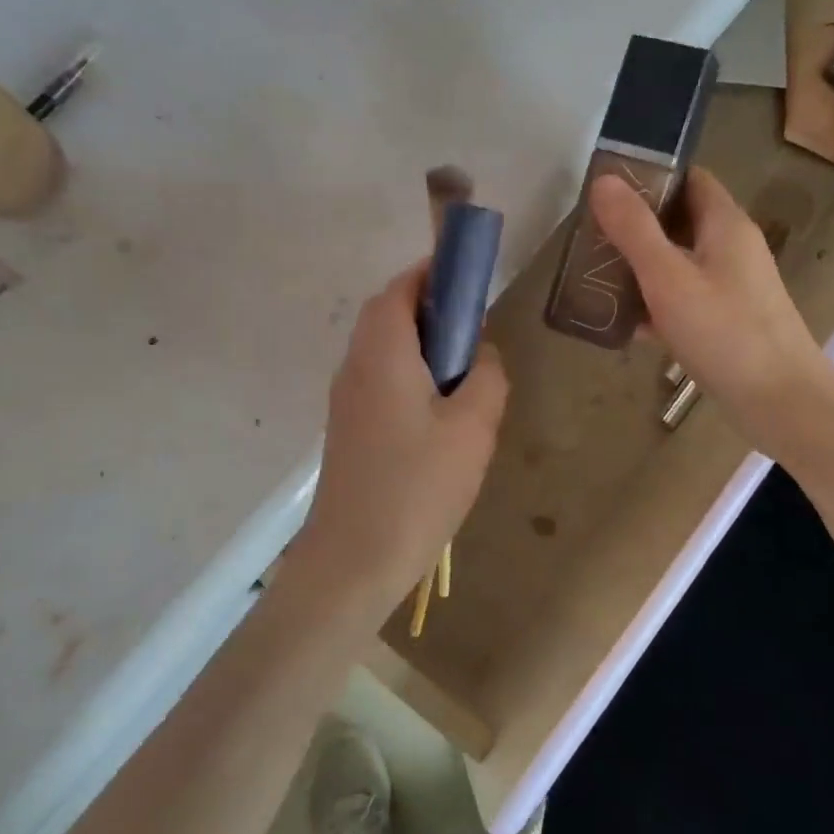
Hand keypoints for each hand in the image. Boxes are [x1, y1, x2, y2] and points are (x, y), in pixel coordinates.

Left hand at [292, 262, 507, 618]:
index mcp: (382, 352)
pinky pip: (380, 380)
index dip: (433, 273)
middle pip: (388, 315)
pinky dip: (410, 374)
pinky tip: (440, 414)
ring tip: (465, 376)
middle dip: (431, 310)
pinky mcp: (348, 428)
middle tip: (475, 333)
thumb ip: (487, 377)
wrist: (352, 560)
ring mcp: (346, 399)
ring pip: (383, 349)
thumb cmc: (417, 486)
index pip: (401, 288)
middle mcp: (355, 365)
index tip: (469, 279)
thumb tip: (480, 354)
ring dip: (422, 345)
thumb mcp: (473, 428)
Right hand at [590, 167, 833, 461]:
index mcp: (725, 224)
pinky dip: (655, 303)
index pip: (689, 178)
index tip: (606, 187)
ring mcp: (731, 287)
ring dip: (640, 266)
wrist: (782, 404)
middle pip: (679, 220)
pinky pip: (684, 298)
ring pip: (678, 262)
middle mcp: (731, 248)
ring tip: (594, 276)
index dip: (649, 175)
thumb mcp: (669, 278)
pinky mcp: (726, 321)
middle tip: (590, 235)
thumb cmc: (725, 333)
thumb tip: (603, 179)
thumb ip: (634, 229)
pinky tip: (622, 323)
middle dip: (635, 225)